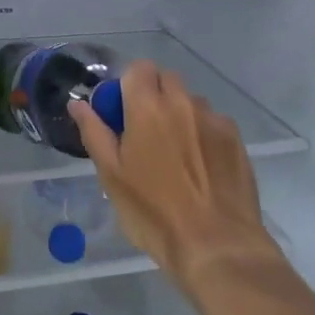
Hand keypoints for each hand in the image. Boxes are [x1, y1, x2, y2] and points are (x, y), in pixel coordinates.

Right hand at [71, 61, 278, 295]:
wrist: (217, 246)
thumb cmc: (153, 212)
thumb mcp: (112, 176)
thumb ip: (94, 132)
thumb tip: (78, 104)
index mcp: (147, 107)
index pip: (137, 68)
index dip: (127, 85)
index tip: (121, 113)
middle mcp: (183, 103)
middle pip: (166, 79)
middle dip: (153, 95)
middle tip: (144, 132)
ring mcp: (214, 120)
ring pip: (191, 102)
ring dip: (179, 114)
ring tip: (175, 154)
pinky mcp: (236, 139)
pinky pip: (213, 123)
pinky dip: (202, 133)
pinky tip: (200, 167)